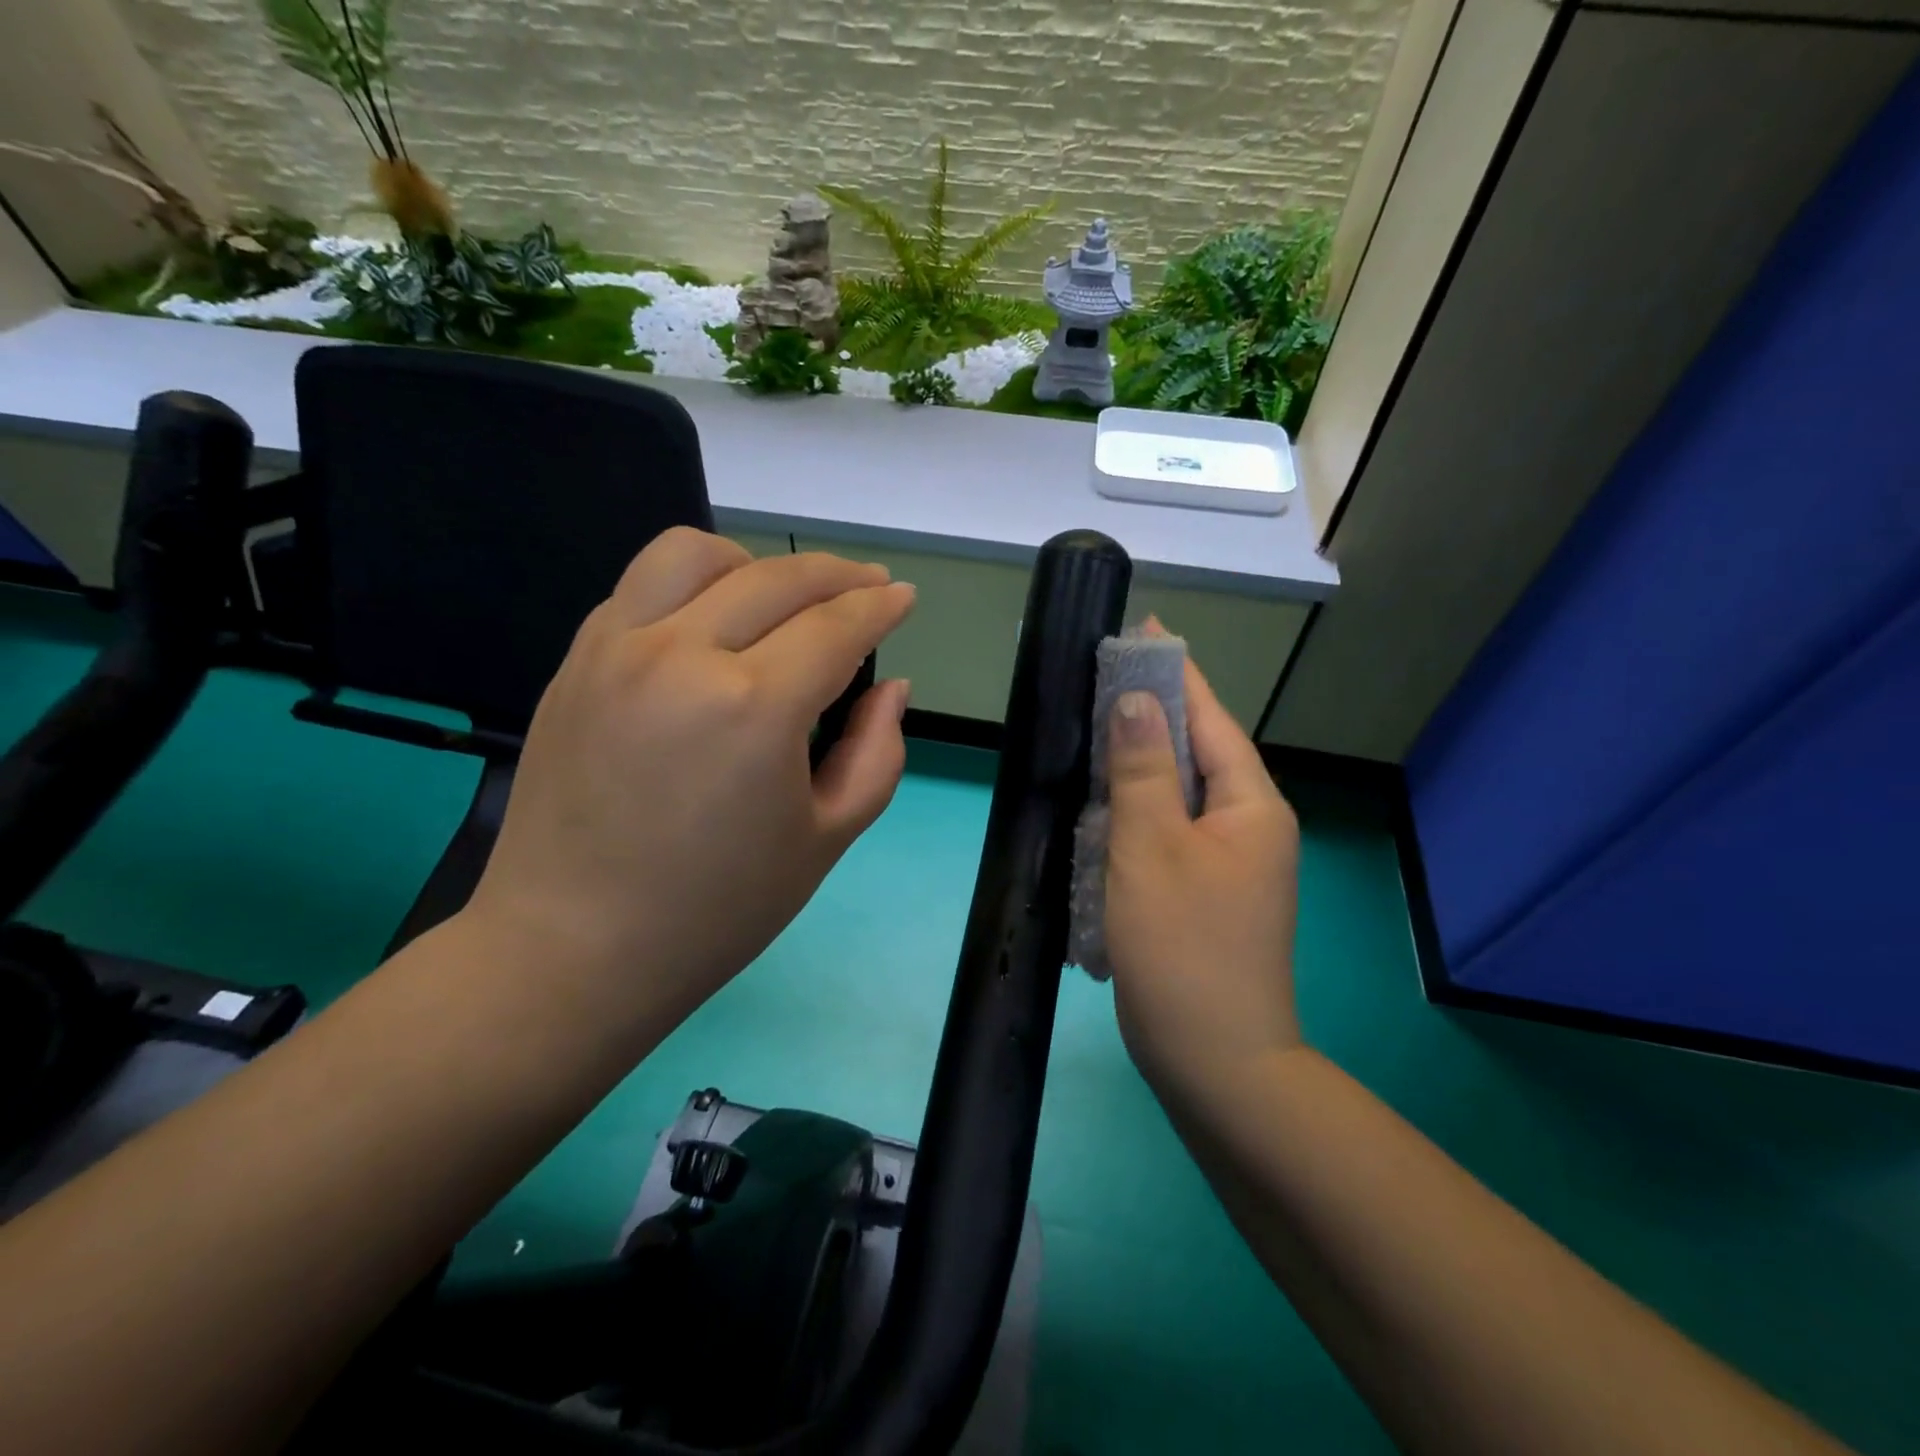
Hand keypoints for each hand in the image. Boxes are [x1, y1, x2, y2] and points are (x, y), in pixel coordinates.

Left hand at [468, 528, 915, 1039]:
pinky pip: (643, 585)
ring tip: (784, 596)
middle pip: (779, 579)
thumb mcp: (827, 839)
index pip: (836, 627)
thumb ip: (877, 753)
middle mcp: (683, 655)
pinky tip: (715, 621)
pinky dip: (695, 584)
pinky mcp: (577, 660)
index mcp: (755, 708)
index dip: (880, 607)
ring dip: (757, 564)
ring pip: (697, 554)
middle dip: (839, 575)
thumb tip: (892, 687)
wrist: (572, 947)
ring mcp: (618, 649)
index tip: (904, 598)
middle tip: (869, 586)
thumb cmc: (717, 909)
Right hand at [1103, 631, 1303, 1102]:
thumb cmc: (1182, 946)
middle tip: (1097, 681)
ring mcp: (1227, 863)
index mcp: (1250, 805)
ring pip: (1177, 794)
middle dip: (1150, 716)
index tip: (1141, 631)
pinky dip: (1133, 814)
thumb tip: (1136, 698)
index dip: (1175, 672)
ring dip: (1137, 767)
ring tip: (1091, 732)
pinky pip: (1166, 833)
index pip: (1210, 718)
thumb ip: (1143, 768)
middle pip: (1195, 753)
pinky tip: (1098, 808)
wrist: (1214, 1060)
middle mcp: (1248, 826)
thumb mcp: (1152, 847)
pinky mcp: (1202, 893)